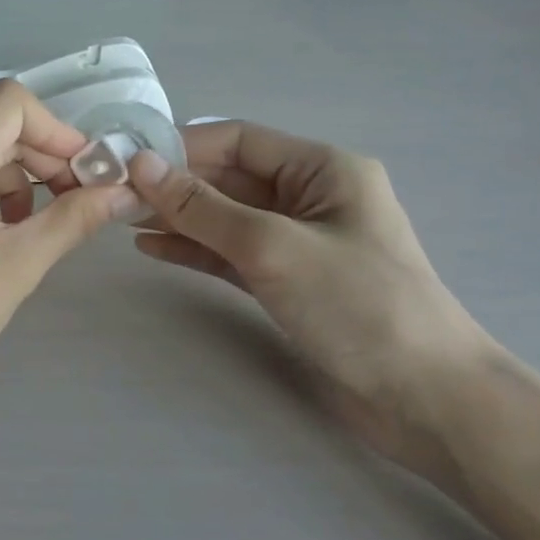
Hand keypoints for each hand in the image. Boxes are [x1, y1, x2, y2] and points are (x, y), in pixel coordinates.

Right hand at [128, 122, 494, 482]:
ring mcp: (296, 241)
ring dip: (178, 216)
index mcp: (322, 169)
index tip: (127, 159)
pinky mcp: (286, 280)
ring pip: (224, 217)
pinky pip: (229, 252)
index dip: (181, 146)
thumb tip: (140, 164)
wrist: (424, 400)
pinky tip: (152, 248)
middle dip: (174, 184)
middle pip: (228, 177)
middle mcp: (309, 197)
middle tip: (115, 194)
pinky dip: (194, 248)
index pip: (238, 140)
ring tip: (122, 219)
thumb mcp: (272, 246)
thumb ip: (202, 206)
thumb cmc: (357, 305)